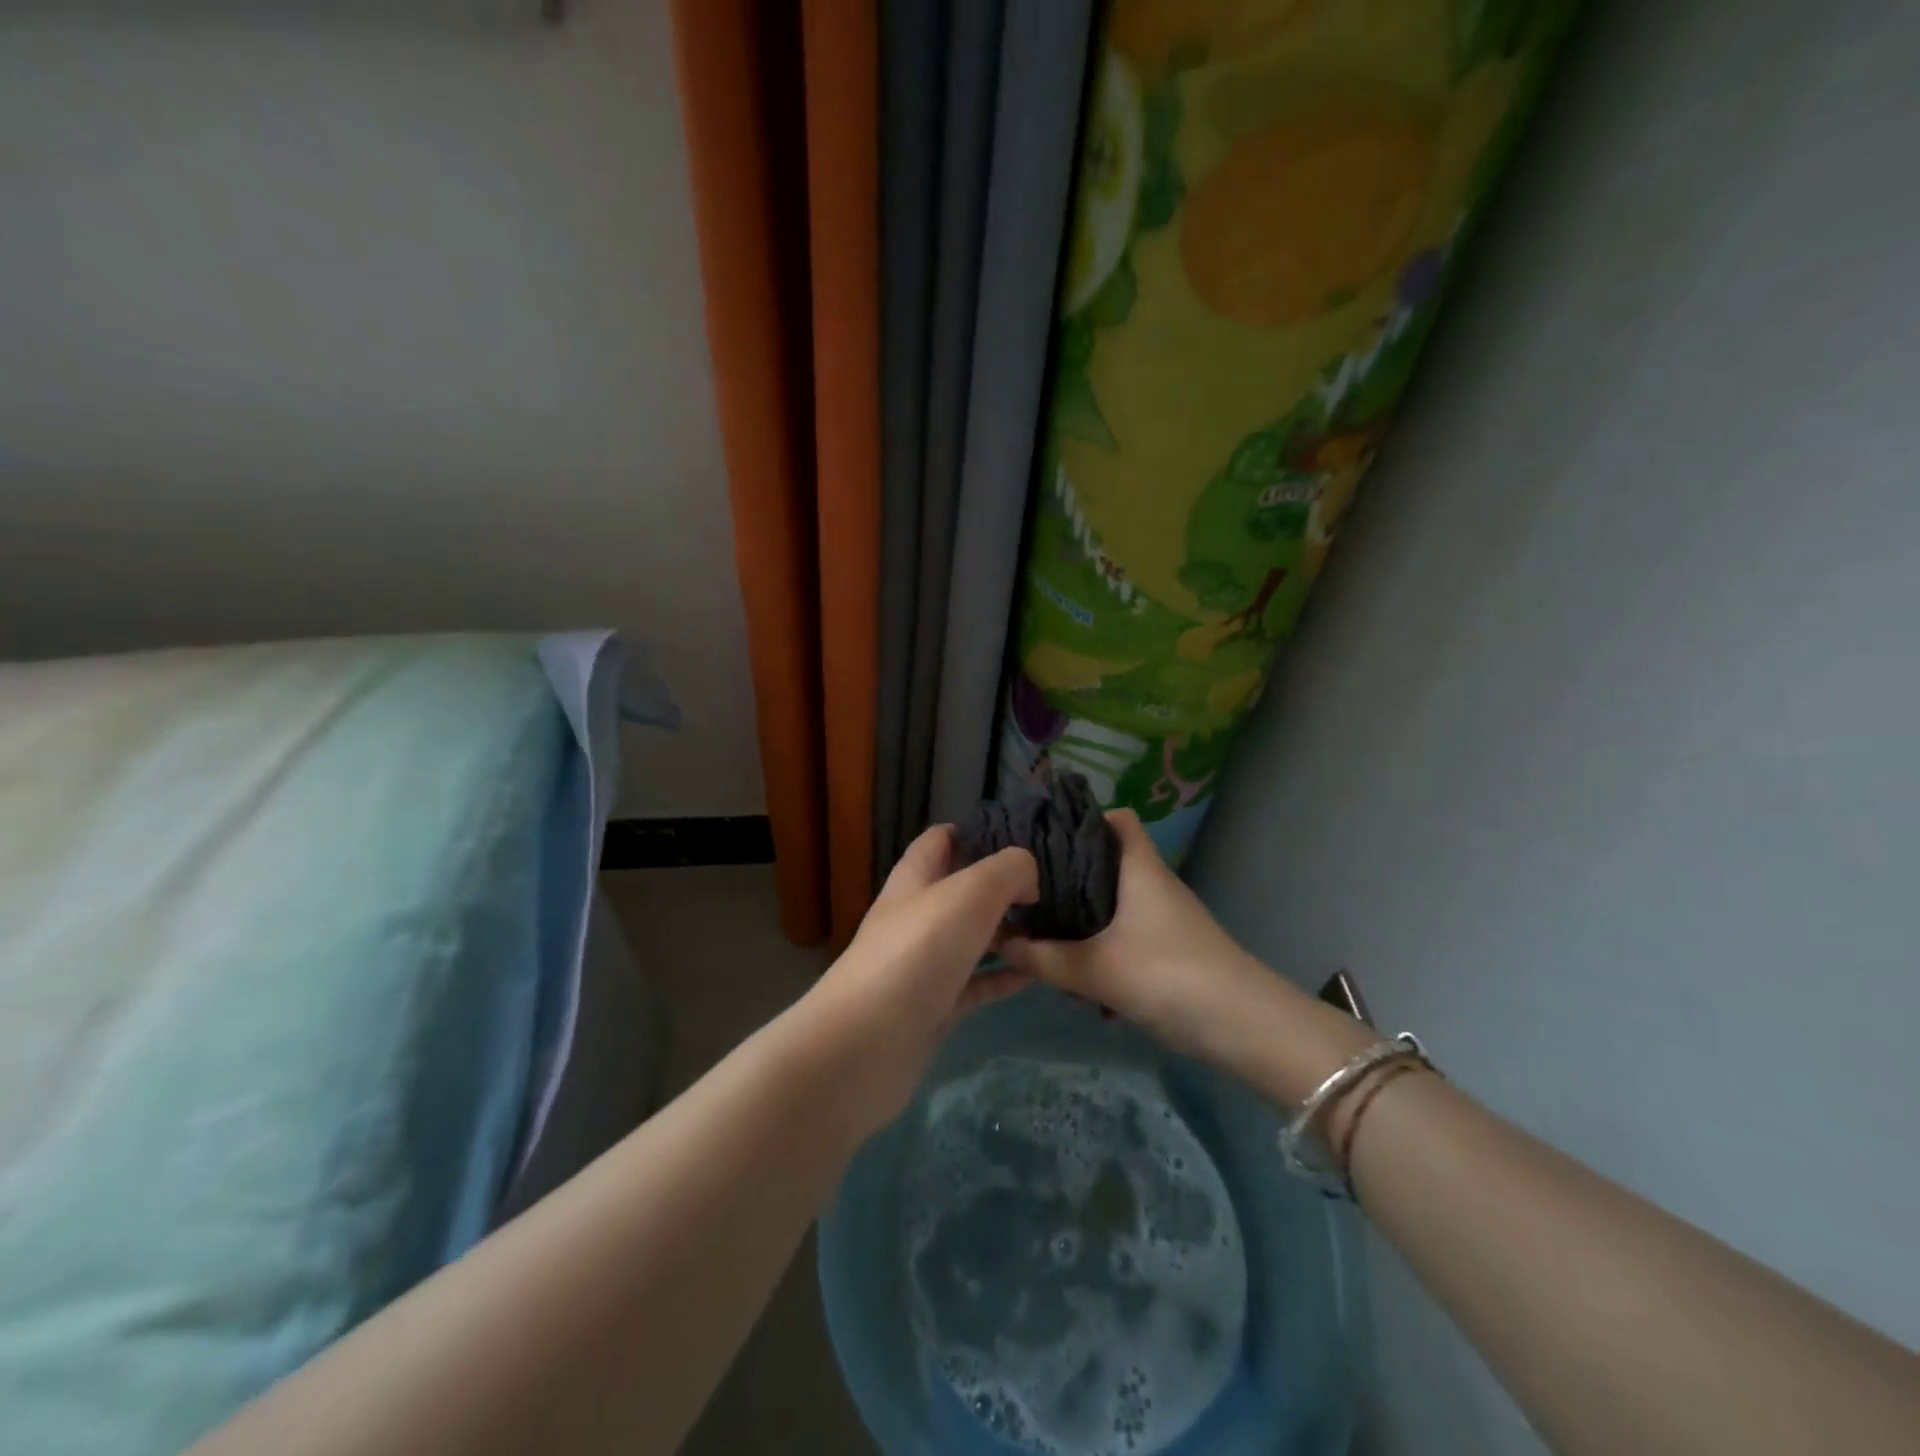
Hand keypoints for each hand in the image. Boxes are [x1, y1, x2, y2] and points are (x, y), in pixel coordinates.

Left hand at [802, 825, 1037, 1132]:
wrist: (868, 1042)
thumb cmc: (918, 950)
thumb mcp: (970, 891)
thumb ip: (1009, 870)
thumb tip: (1028, 879)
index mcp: (916, 877)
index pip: (942, 839)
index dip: (978, 832)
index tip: (1024, 838)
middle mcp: (918, 915)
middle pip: (963, 890)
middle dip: (1005, 887)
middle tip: (1055, 888)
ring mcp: (925, 963)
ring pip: (974, 938)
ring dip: (1011, 933)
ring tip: (1057, 927)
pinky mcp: (936, 1006)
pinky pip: (978, 983)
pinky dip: (1006, 976)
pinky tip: (1040, 972)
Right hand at [1000, 809, 1292, 1066]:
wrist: (1246, 1027)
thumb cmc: (1170, 976)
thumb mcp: (1097, 969)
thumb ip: (1044, 958)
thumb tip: (1001, 942)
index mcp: (1140, 869)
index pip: (1118, 819)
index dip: (1084, 820)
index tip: (1044, 840)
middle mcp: (1154, 885)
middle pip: (1107, 865)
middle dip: (1069, 880)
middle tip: (1028, 894)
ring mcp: (1166, 920)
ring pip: (1114, 908)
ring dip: (1083, 925)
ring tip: (1045, 942)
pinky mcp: (1171, 951)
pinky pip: (1126, 939)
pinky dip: (1104, 955)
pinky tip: (1083, 986)